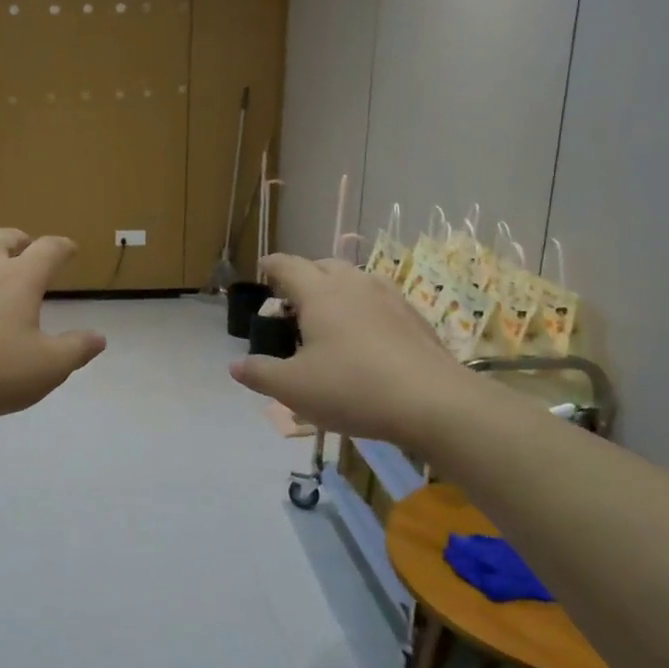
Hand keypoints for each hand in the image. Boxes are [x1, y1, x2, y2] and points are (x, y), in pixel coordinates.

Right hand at [230, 254, 478, 448]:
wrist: (433, 402)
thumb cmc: (353, 388)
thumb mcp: (294, 388)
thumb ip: (260, 373)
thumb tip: (235, 365)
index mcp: (320, 294)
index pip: (289, 266)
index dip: (272, 265)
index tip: (263, 267)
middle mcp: (354, 285)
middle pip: (324, 265)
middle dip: (305, 275)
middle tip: (293, 300)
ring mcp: (389, 297)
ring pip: (355, 279)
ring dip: (337, 288)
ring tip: (329, 315)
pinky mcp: (414, 317)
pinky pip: (379, 299)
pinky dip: (363, 306)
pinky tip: (366, 334)